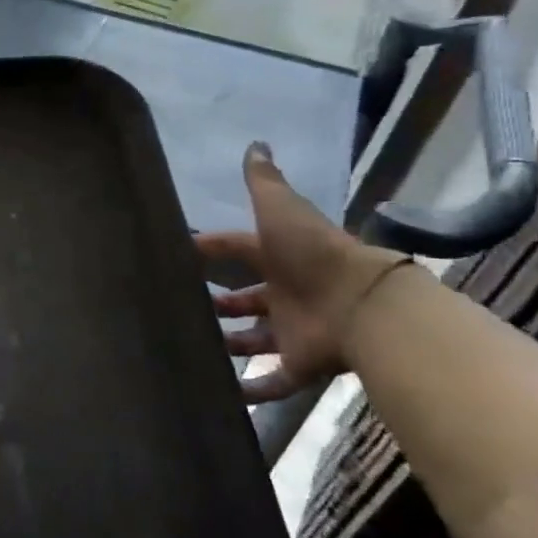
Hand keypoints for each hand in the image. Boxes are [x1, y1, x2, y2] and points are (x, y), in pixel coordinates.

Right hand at [195, 143, 412, 403]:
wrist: (361, 304)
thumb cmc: (312, 253)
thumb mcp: (281, 209)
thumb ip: (264, 181)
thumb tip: (255, 144)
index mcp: (278, 256)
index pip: (235, 249)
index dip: (208, 249)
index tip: (175, 254)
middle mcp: (285, 293)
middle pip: (246, 299)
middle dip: (219, 302)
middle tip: (183, 307)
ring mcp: (292, 330)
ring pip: (255, 339)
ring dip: (230, 344)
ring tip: (194, 346)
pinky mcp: (300, 365)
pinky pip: (273, 382)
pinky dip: (252, 390)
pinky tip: (223, 393)